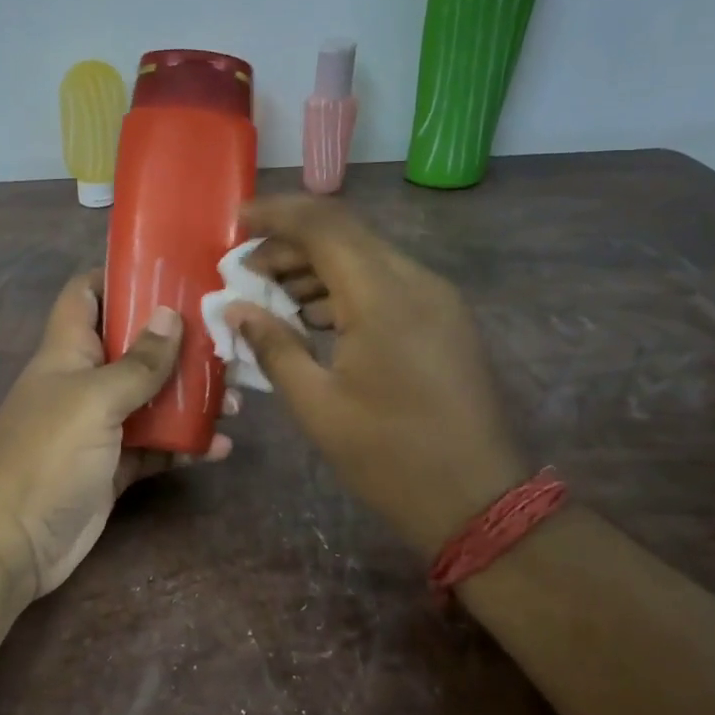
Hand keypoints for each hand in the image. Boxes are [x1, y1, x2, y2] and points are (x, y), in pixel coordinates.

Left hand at [0, 271, 234, 601]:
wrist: (14, 542)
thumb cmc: (47, 454)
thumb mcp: (94, 399)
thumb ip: (137, 362)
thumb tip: (171, 315)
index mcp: (68, 350)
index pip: (87, 293)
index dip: (120, 275)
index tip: (171, 270)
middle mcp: (84, 380)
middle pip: (133, 346)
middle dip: (178, 342)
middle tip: (227, 341)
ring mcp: (100, 426)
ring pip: (151, 398)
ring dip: (191, 398)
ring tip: (236, 400)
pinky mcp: (114, 467)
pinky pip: (156, 447)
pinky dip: (185, 445)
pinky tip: (220, 447)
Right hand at [226, 196, 526, 554]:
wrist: (478, 501)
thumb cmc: (389, 457)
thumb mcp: (317, 406)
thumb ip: (273, 347)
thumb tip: (235, 309)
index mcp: (384, 298)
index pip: (324, 225)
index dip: (276, 214)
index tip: (236, 221)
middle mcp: (416, 283)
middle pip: (345, 236)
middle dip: (290, 245)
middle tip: (245, 271)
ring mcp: (437, 300)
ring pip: (367, 258)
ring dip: (316, 267)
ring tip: (271, 297)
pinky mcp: (444, 320)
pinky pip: (387, 284)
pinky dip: (345, 289)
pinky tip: (313, 318)